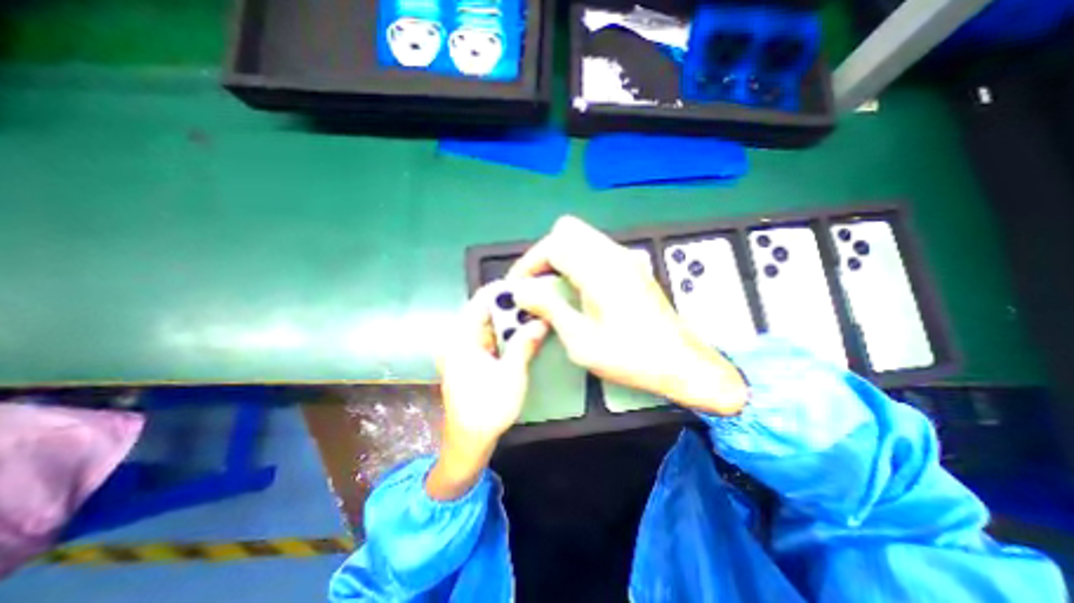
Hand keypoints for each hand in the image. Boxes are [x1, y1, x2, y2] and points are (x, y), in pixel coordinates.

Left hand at [429, 284, 547, 502]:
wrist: (468, 442)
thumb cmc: (487, 409)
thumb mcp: (511, 374)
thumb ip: (524, 344)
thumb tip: (542, 320)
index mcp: (461, 338)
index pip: (481, 300)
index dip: (504, 289)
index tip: (528, 284)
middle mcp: (459, 338)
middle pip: (485, 310)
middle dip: (511, 304)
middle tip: (537, 298)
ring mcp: (464, 349)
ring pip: (489, 323)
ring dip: (510, 319)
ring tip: (535, 311)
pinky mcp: (471, 358)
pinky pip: (490, 336)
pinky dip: (506, 332)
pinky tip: (524, 332)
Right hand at [508, 214, 749, 415]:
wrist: (680, 362)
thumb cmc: (631, 356)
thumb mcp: (581, 340)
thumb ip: (549, 309)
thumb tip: (522, 291)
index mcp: (600, 271)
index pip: (554, 244)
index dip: (529, 263)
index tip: (518, 286)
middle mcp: (614, 255)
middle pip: (567, 230)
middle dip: (544, 253)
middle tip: (536, 282)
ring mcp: (626, 259)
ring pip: (581, 237)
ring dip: (560, 256)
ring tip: (551, 286)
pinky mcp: (632, 267)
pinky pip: (595, 249)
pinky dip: (577, 261)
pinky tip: (576, 288)